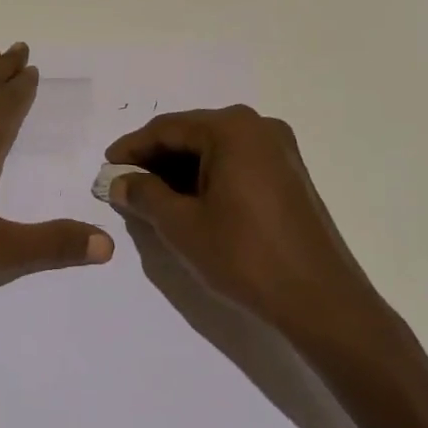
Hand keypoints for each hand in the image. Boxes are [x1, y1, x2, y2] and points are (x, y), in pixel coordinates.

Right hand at [104, 106, 386, 337]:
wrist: (321, 300)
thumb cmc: (245, 256)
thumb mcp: (182, 225)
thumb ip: (144, 195)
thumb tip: (119, 181)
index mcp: (232, 129)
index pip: (167, 128)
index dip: (132, 148)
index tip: (106, 168)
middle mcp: (258, 127)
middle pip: (192, 134)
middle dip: (156, 159)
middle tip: (126, 184)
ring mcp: (279, 149)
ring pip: (215, 149)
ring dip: (181, 169)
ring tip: (152, 197)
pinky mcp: (290, 174)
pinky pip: (237, 163)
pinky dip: (208, 177)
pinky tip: (190, 202)